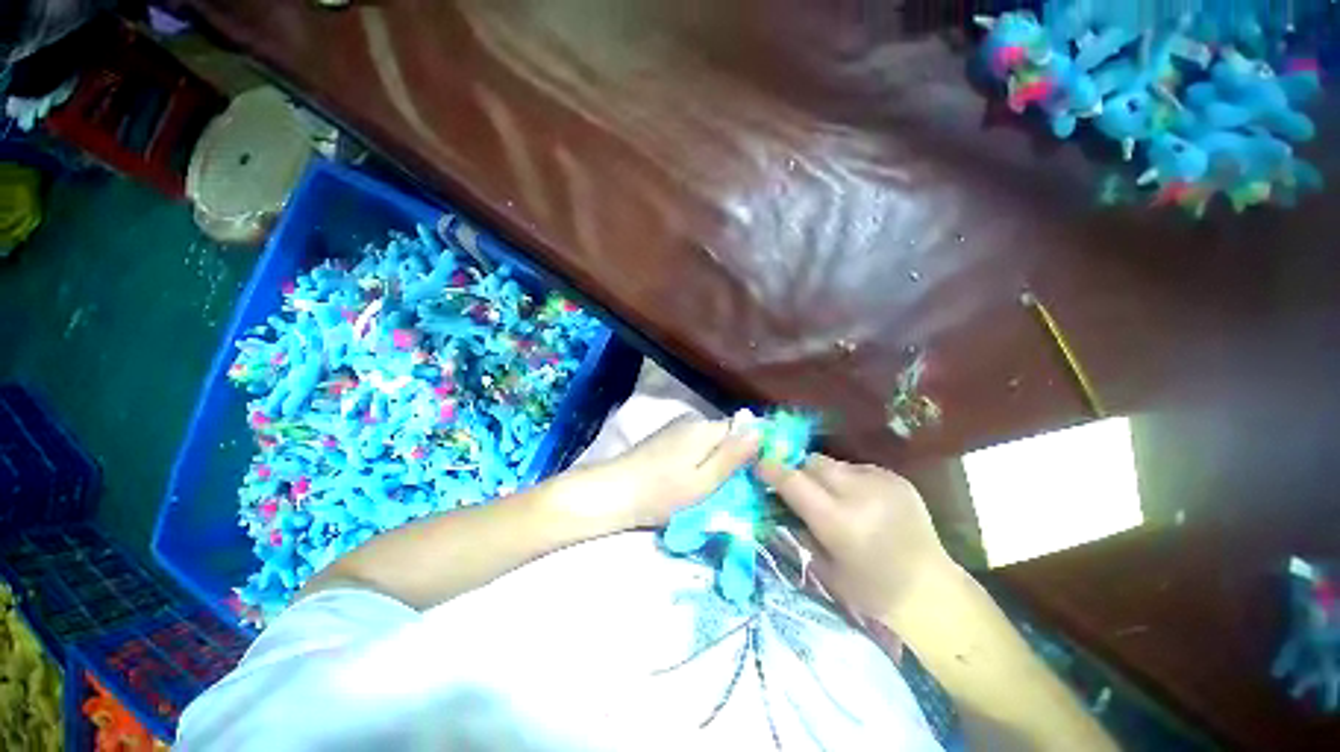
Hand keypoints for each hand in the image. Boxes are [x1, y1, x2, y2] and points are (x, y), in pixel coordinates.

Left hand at [595, 414, 759, 528]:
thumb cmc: (662, 492)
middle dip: (733, 457)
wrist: (614, 492)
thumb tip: (760, 431)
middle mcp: (693, 420)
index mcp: (706, 428)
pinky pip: (694, 444)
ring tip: (712, 486)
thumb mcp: (704, 481)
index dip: (751, 449)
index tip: (756, 474)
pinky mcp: (665, 438)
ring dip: (715, 459)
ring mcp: (677, 428)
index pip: (742, 429)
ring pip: (710, 440)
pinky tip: (691, 477)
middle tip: (733, 487)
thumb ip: (732, 456)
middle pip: (726, 435)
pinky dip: (699, 459)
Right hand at [758, 454, 954, 618]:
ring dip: (823, 475)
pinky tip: (858, 501)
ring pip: (834, 463)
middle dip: (798, 470)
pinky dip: (848, 480)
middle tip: (796, 485)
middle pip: (813, 462)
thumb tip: (776, 499)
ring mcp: (881, 482)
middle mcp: (859, 493)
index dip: (771, 469)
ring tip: (831, 497)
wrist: (930, 591)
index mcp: (839, 521)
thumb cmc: (871, 590)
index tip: (758, 465)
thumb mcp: (824, 566)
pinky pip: (857, 469)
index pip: (793, 481)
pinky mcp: (896, 478)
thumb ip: (798, 527)